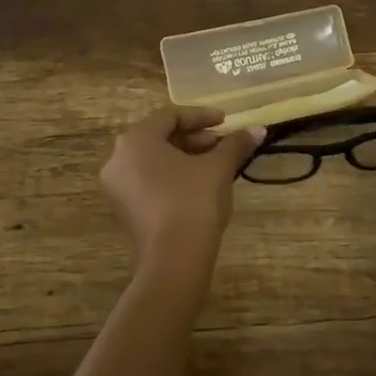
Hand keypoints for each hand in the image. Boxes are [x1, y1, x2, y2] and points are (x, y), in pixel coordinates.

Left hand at [99, 108, 262, 286]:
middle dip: (193, 138)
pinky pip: (147, 180)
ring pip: (153, 160)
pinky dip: (171, 176)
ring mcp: (117, 187)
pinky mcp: (123, 210)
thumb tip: (258, 129)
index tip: (226, 122)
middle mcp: (118, 158)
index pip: (169, 116)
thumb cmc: (193, 201)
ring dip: (184, 157)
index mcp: (136, 140)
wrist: (174, 260)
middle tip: (222, 144)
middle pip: (159, 137)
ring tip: (214, 164)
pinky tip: (198, 185)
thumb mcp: (219, 168)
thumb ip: (235, 144)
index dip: (201, 116)